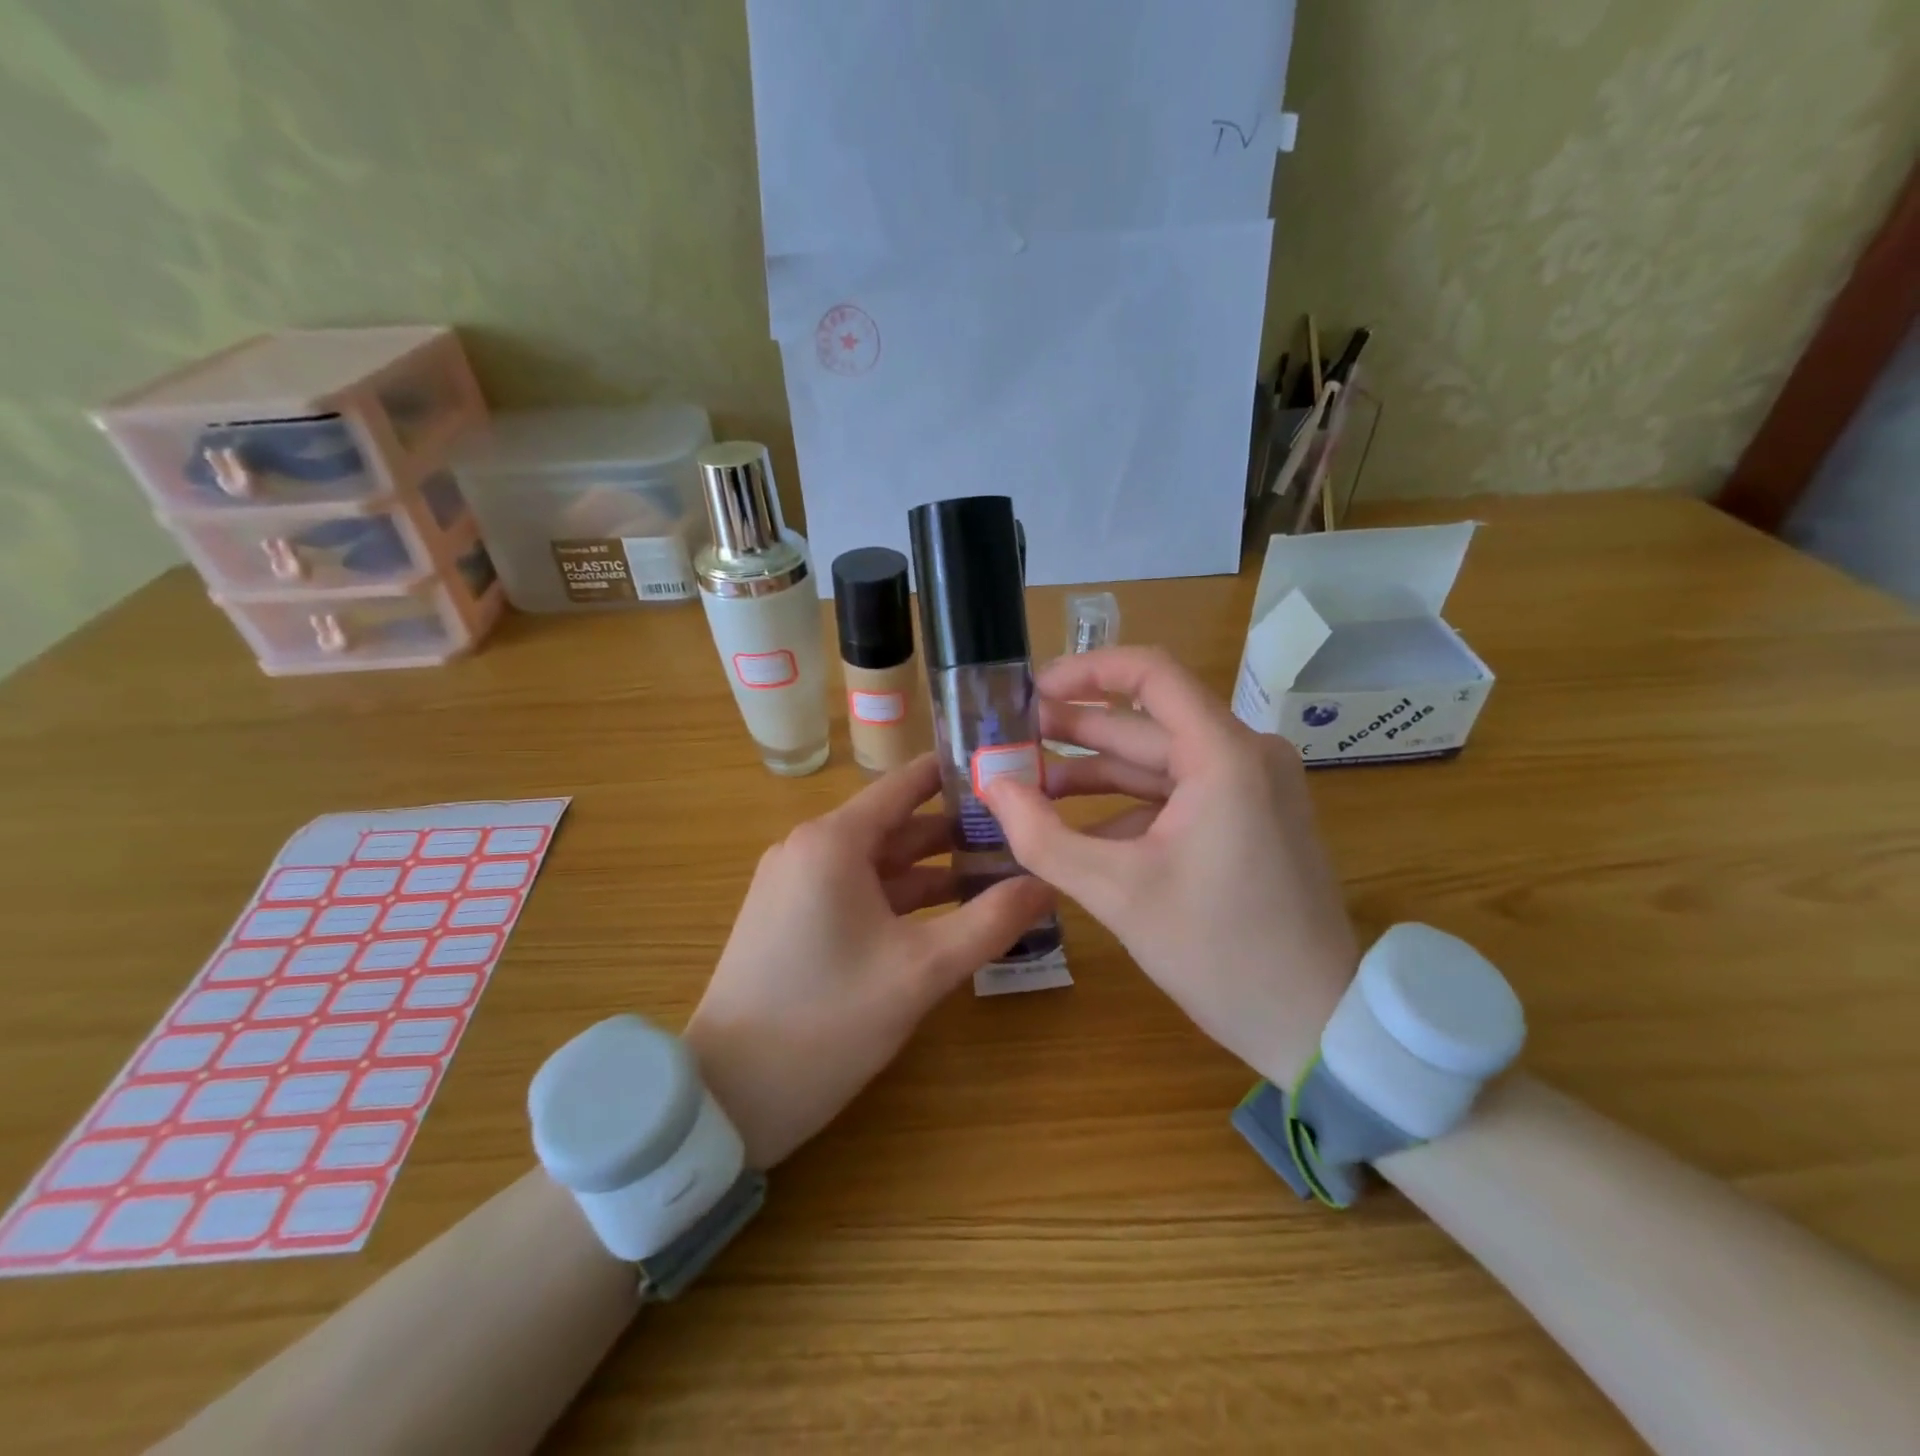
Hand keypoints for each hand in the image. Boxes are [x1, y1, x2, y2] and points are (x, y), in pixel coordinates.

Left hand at [684, 755, 1057, 1168]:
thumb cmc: (827, 1021)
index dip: (958, 775)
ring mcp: (796, 884)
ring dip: (934, 869)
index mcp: (833, 841)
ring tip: (999, 873)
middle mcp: (810, 848)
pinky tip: (948, 914)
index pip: (906, 783)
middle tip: (1022, 833)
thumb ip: (990, 922)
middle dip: (957, 830)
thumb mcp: (921, 971)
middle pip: (897, 824)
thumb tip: (1048, 881)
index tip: (1010, 771)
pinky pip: (858, 891)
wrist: (727, 1096)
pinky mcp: (792, 919)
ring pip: (879, 862)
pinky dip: (902, 897)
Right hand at [984, 648, 1359, 1087]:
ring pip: (1160, 762)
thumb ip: (1044, 836)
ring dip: (1096, 772)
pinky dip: (1129, 806)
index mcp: (1224, 756)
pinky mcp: (1251, 819)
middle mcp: (1245, 755)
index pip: (1150, 673)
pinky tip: (1080, 830)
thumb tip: (992, 786)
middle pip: (1147, 721)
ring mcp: (1253, 788)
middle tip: (1011, 740)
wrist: (1316, 1025)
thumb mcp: (1117, 893)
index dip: (1085, 671)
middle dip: (1075, 730)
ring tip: (1030, 785)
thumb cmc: (1219, 953)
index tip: (1030, 690)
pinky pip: (1179, 795)